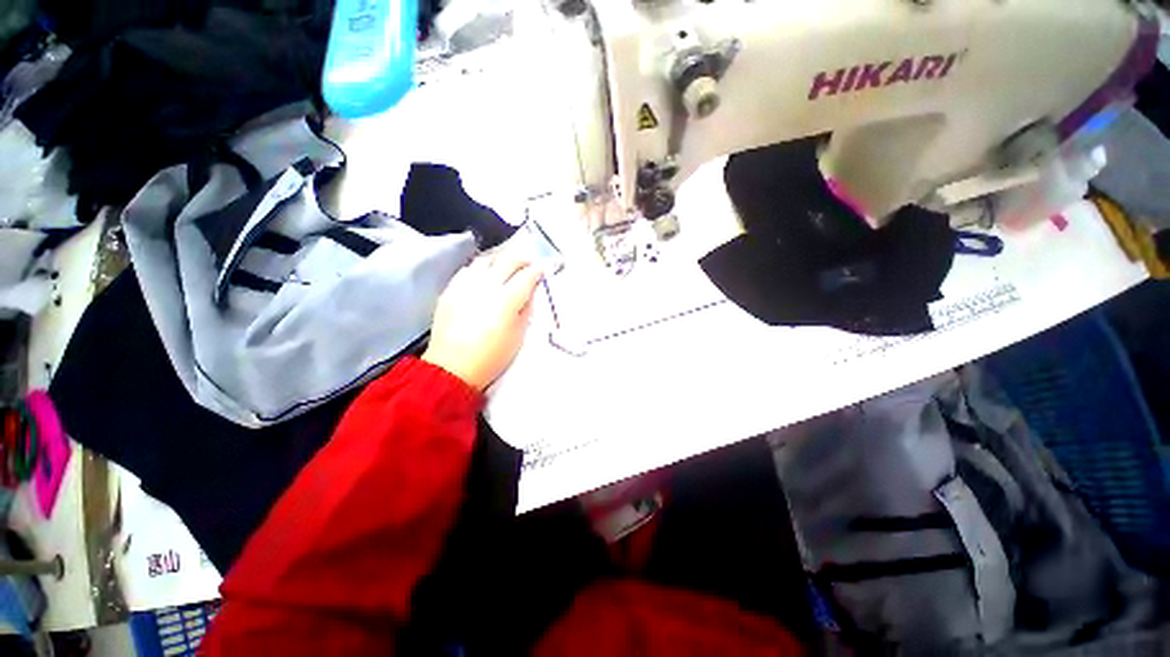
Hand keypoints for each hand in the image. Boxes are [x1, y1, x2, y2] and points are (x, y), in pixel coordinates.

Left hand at [423, 251, 542, 390]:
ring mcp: (465, 286)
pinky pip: (467, 270)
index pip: (527, 275)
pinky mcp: (450, 290)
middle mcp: (486, 286)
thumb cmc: (492, 356)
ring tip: (506, 267)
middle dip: (522, 259)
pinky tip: (483, 277)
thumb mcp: (519, 336)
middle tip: (528, 265)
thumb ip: (526, 310)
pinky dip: (480, 269)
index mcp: (507, 299)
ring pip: (486, 260)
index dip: (538, 270)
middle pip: (507, 260)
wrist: (453, 368)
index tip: (543, 269)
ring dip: (500, 260)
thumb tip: (528, 294)